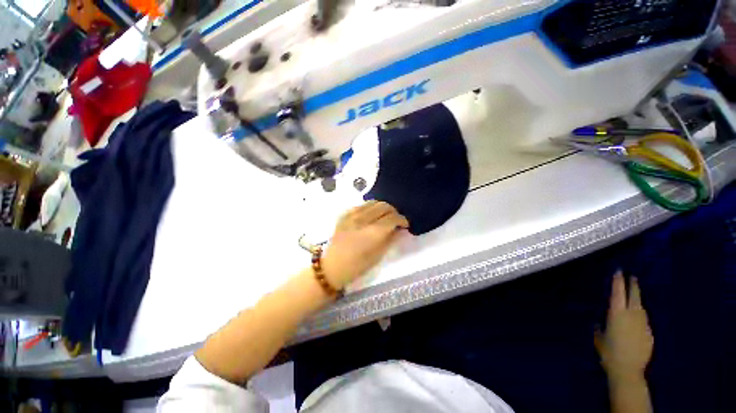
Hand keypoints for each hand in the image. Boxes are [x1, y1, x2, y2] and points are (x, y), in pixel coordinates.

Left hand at [322, 201, 408, 288]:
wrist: (332, 266)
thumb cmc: (357, 266)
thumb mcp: (378, 256)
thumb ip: (391, 239)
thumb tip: (399, 229)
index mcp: (373, 232)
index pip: (393, 217)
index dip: (402, 219)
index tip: (405, 225)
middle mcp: (363, 219)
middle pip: (384, 206)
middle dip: (393, 211)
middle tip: (395, 220)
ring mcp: (352, 215)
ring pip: (373, 202)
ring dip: (382, 208)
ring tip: (384, 216)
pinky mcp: (344, 214)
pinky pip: (361, 205)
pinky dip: (370, 208)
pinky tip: (370, 216)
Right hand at [595, 272, 653, 381]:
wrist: (628, 370)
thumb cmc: (608, 352)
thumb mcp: (599, 338)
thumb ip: (600, 327)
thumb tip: (600, 322)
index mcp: (617, 314)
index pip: (617, 293)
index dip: (618, 281)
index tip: (619, 271)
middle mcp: (632, 315)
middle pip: (634, 296)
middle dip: (633, 285)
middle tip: (633, 277)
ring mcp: (643, 323)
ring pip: (641, 307)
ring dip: (637, 301)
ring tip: (634, 298)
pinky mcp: (650, 333)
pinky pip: (644, 320)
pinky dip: (640, 316)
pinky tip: (636, 321)